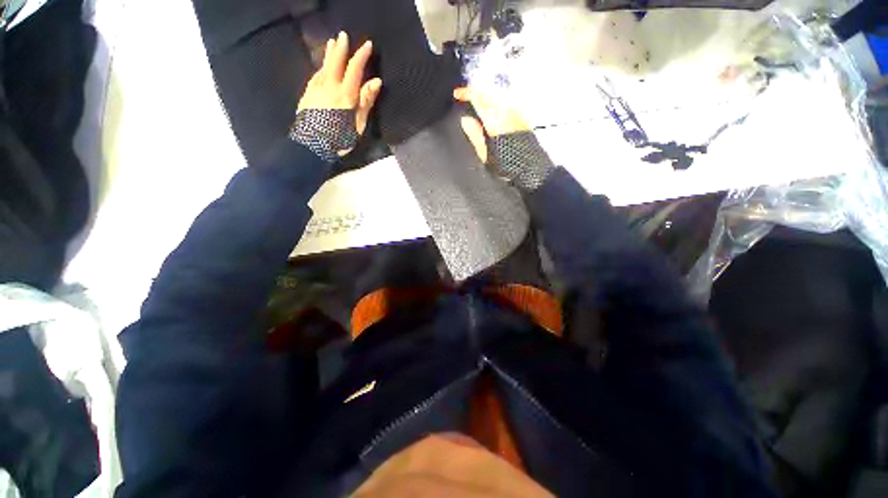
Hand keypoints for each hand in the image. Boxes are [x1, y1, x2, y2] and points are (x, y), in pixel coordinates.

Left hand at [291, 32, 381, 160]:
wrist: (312, 144)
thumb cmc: (340, 137)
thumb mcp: (358, 123)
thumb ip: (366, 101)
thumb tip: (376, 81)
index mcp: (346, 94)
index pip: (355, 69)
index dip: (361, 56)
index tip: (368, 45)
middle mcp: (330, 87)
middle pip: (336, 63)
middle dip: (341, 48)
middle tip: (343, 35)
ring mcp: (316, 89)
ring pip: (323, 67)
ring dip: (329, 54)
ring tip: (331, 43)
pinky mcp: (307, 95)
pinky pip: (315, 76)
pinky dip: (320, 68)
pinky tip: (322, 67)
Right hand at [453, 87, 553, 191]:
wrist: (530, 168)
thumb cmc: (506, 164)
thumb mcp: (485, 153)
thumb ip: (475, 134)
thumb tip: (465, 120)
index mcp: (495, 120)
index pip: (478, 97)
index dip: (466, 93)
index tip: (457, 95)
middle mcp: (507, 111)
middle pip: (489, 92)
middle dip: (476, 92)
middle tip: (466, 97)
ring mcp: (517, 112)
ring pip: (498, 95)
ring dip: (486, 95)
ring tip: (478, 103)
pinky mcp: (523, 115)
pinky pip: (506, 101)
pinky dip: (496, 101)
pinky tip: (493, 109)